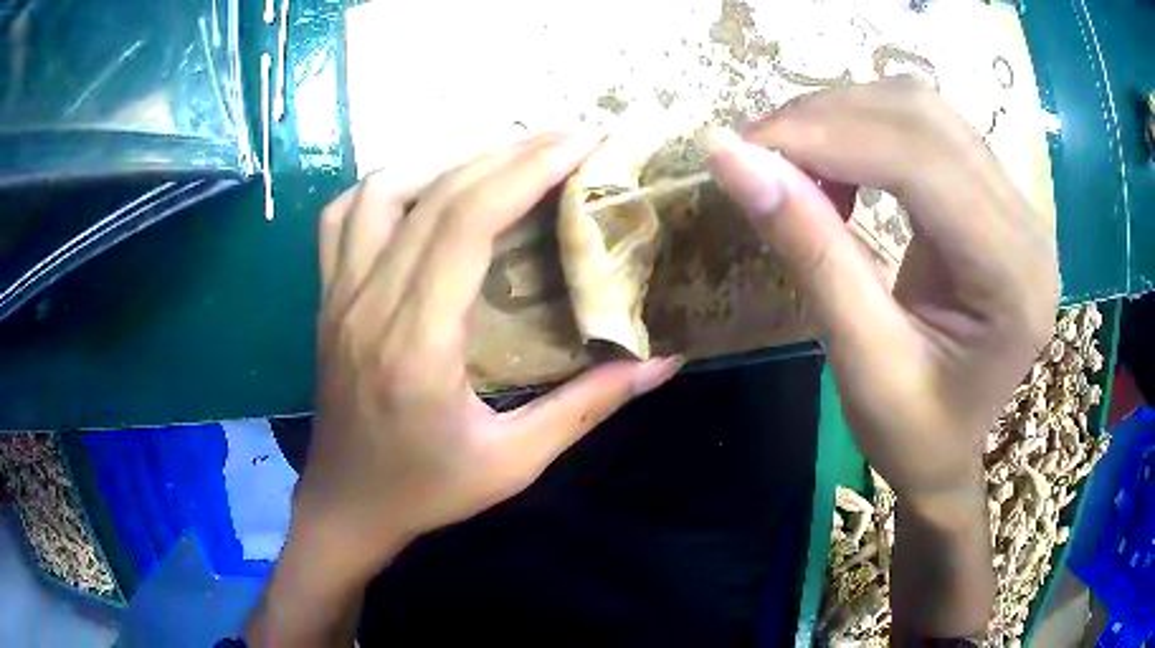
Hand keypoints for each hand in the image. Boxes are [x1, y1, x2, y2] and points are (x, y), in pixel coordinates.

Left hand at [297, 131, 681, 577]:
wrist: (347, 505)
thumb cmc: (426, 490)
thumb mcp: (514, 462)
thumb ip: (589, 406)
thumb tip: (662, 361)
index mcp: (416, 344)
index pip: (468, 221)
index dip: (528, 169)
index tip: (582, 143)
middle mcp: (369, 304)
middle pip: (436, 196)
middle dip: (508, 153)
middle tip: (565, 141)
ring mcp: (338, 296)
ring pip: (381, 191)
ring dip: (445, 163)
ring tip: (500, 168)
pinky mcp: (326, 298)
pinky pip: (342, 217)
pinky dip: (386, 189)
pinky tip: (422, 195)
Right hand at [705, 79, 1057, 635]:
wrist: (954, 454)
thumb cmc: (915, 435)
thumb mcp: (861, 361)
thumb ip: (810, 251)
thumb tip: (731, 157)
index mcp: (1012, 277)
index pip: (921, 161)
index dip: (826, 136)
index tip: (744, 149)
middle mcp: (1027, 223)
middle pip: (922, 116)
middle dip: (828, 118)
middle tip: (759, 154)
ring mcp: (1016, 203)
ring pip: (922, 110)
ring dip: (844, 117)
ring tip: (794, 163)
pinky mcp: (995, 196)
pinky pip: (928, 130)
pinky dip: (867, 131)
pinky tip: (840, 169)